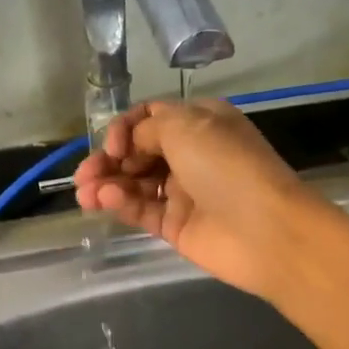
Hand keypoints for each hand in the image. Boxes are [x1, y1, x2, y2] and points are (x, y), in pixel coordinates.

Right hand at [72, 100, 336, 300]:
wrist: (264, 230)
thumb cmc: (227, 166)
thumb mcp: (186, 126)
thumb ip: (148, 128)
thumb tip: (129, 143)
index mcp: (200, 122)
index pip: (150, 118)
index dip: (125, 128)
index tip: (112, 144)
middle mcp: (191, 154)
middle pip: (137, 152)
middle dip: (108, 160)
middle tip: (84, 175)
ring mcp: (183, 192)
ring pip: (135, 183)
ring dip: (107, 183)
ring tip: (86, 194)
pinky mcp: (176, 226)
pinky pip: (141, 210)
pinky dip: (121, 203)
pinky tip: (106, 200)